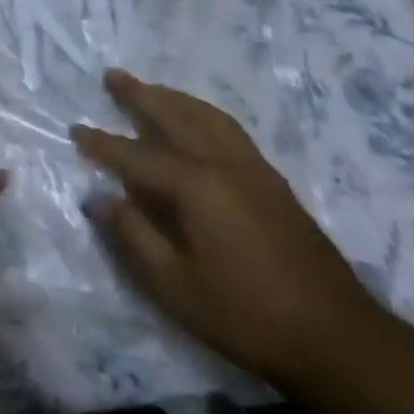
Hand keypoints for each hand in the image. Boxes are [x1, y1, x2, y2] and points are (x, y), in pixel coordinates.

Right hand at [73, 70, 386, 390]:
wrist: (338, 338)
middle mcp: (223, 163)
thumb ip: (133, 235)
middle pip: (175, 116)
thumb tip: (97, 198)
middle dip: (140, 96)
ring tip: (152, 88)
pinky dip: (204, 113)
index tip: (75, 130)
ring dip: (174, 97)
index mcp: (195, 185)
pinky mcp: (274, 182)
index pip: (135, 156)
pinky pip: (229, 129)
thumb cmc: (246, 315)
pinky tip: (200, 121)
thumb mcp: (174, 285)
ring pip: (207, 116)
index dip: (102, 145)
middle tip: (113, 76)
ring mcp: (253, 169)